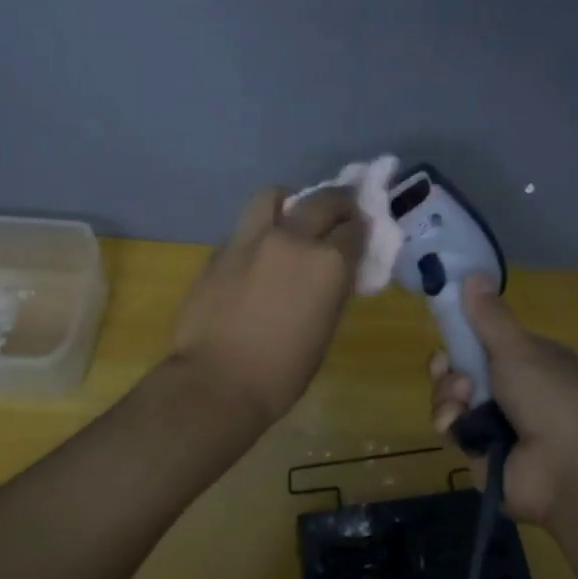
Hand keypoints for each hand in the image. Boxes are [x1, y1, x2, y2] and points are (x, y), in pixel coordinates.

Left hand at [169, 186, 366, 427]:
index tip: (360, 234)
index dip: (360, 230)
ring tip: (290, 219)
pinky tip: (257, 255)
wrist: (217, 382)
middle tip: (339, 215)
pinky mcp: (220, 249)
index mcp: (328, 262)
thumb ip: (331, 288)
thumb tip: (332, 271)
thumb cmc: (283, 371)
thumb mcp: (325, 327)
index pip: (354, 228)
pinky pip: (245, 227)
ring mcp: (251, 239)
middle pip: (322, 200)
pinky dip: (258, 232)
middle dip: (337, 204)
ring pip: (273, 195)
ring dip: (289, 202)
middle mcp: (293, 238)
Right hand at [429, 276, 577, 525]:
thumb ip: (489, 317)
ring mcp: (494, 421)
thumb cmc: (550, 397)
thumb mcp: (519, 349)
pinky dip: (449, 421)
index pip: (485, 339)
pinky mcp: (477, 450)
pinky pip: (450, 426)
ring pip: (451, 396)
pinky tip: (458, 423)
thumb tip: (474, 273)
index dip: (463, 333)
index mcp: (528, 360)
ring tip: (463, 400)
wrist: (567, 470)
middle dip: (448, 366)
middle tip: (447, 366)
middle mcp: (511, 388)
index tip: (447, 325)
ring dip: (448, 393)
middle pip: (461, 367)